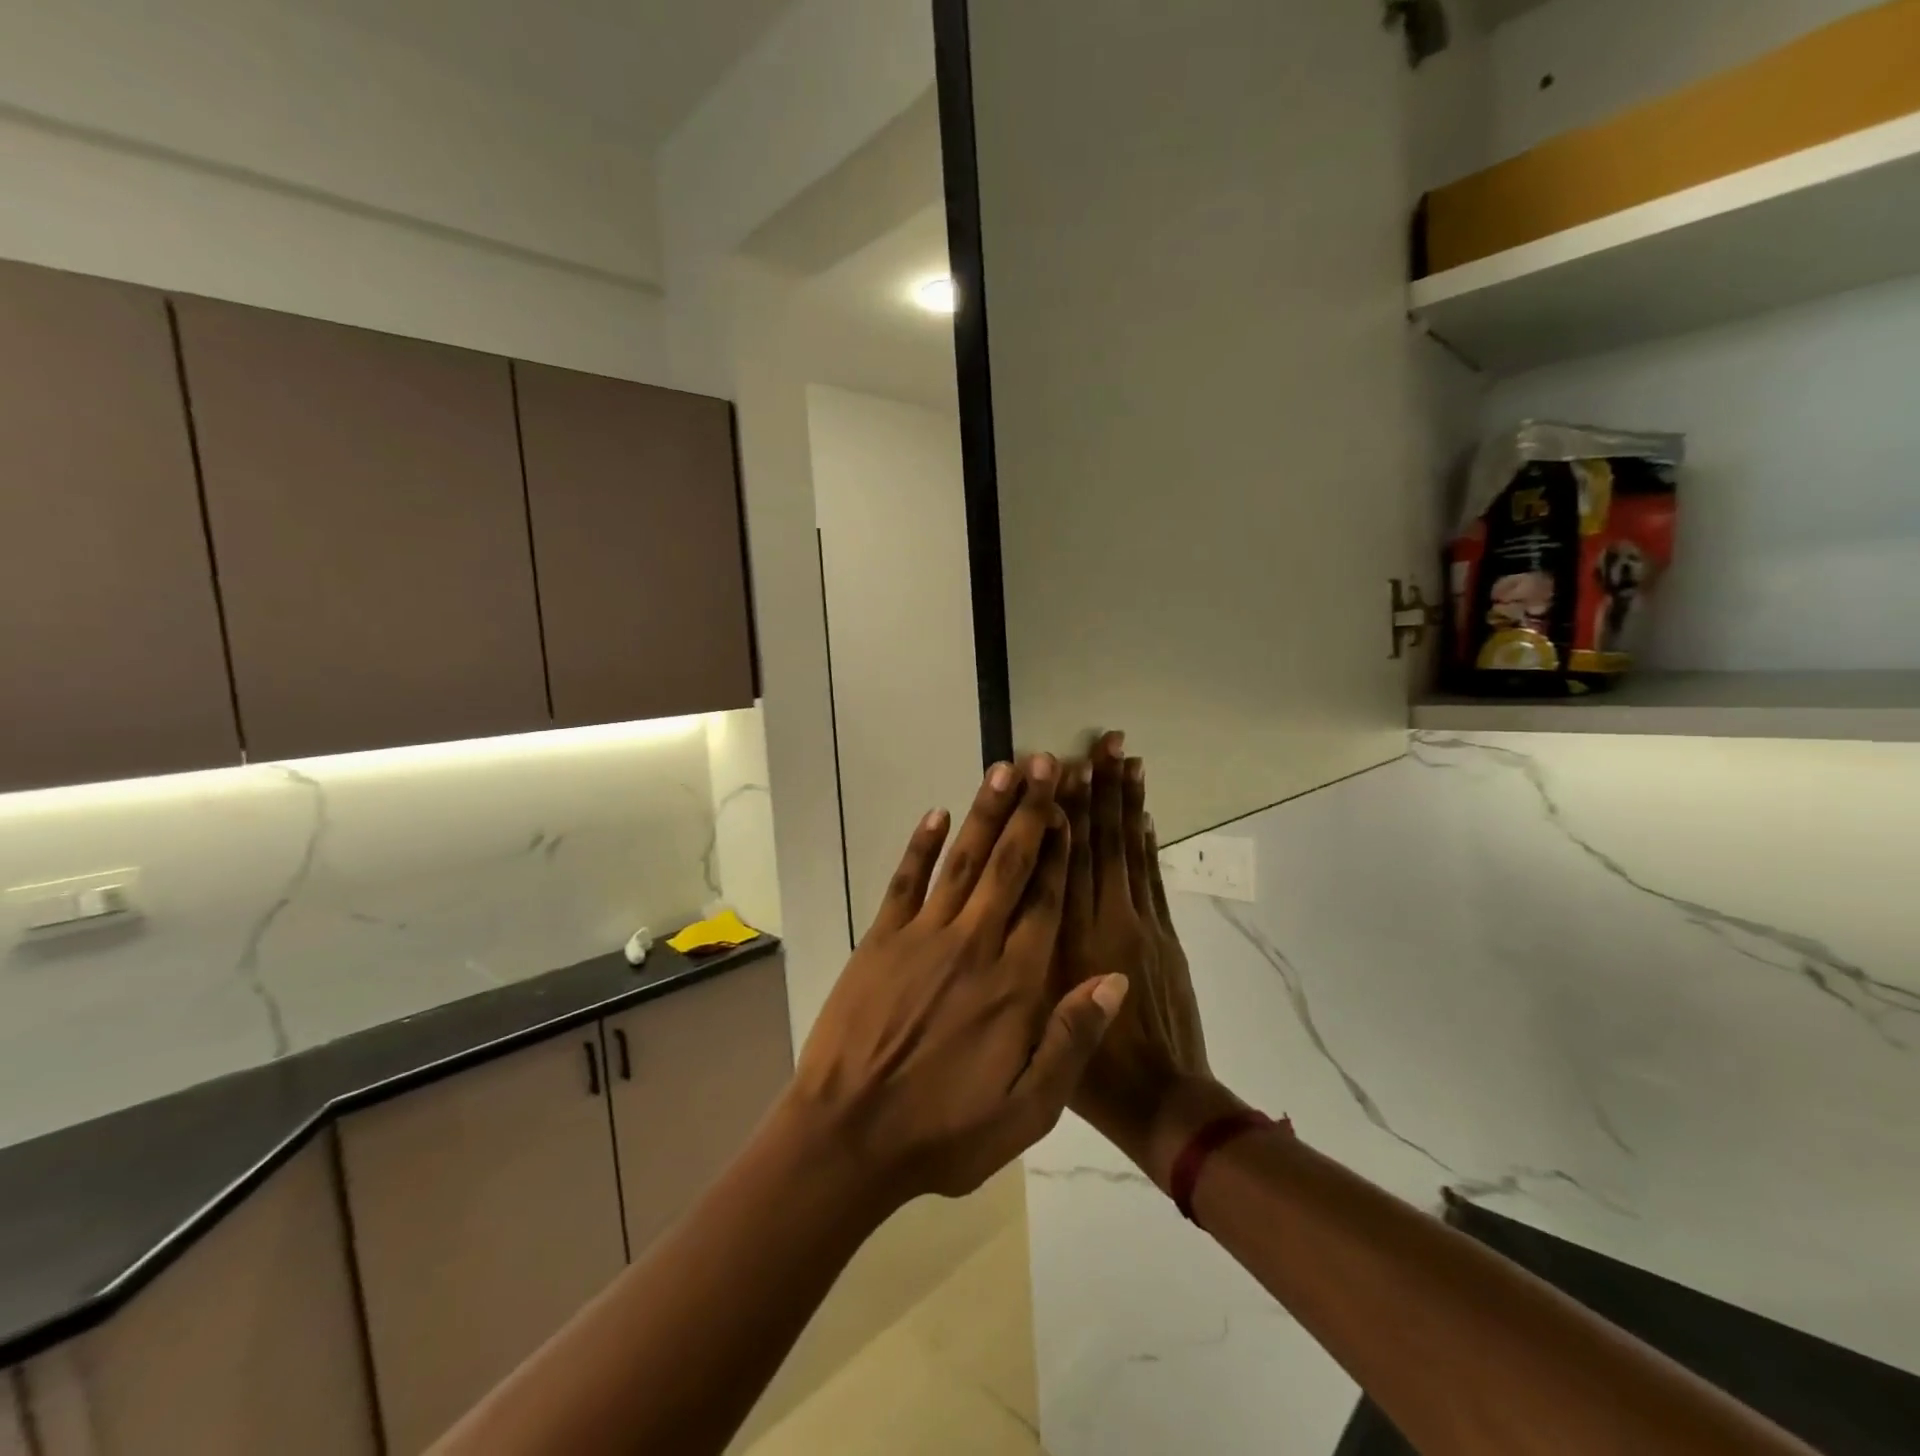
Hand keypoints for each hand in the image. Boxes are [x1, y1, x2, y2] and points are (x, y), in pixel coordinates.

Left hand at [787, 755, 1130, 1205]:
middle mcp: (974, 945)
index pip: (1048, 901)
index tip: (1075, 806)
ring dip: (984, 814)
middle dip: (1031, 811)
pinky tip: (936, 814)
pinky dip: (920, 847)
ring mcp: (922, 937)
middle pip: (1009, 865)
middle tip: (1046, 762)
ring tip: (1004, 770)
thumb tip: (1114, 978)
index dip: (1063, 849)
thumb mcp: (1027, 1109)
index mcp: (1015, 983)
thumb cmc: (943, 1131)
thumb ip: (1071, 1039)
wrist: (848, 1136)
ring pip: (963, 862)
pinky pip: (905, 882)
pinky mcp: (880, 940)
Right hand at [1056, 731, 1221, 1182]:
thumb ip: (1024, 955)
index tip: (1059, 767)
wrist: (1160, 1105)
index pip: (1062, 860)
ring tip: (1125, 759)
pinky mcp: (1165, 936)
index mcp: (1066, 940)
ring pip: (1129, 851)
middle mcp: (1104, 920)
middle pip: (1099, 842)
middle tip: (1103, 740)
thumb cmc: (1086, 1077)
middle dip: (1099, 789)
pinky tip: (1142, 814)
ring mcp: (1141, 924)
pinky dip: (1147, 842)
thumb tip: (1013, 898)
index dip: (1062, 810)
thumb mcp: (1035, 1022)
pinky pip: (1153, 877)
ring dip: (1126, 803)